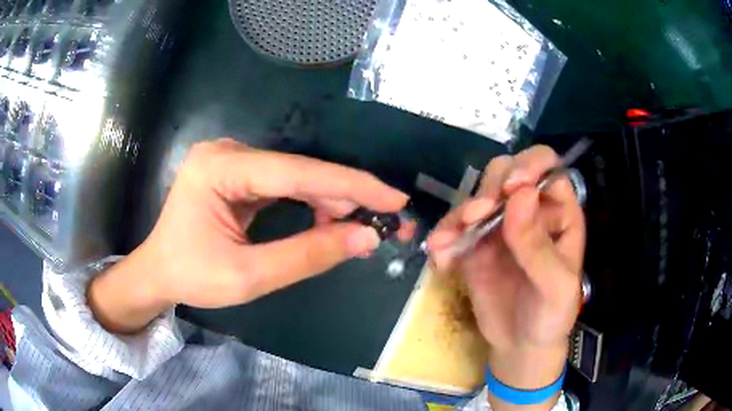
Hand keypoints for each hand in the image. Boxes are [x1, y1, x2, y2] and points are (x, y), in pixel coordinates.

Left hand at [88, 139, 411, 332]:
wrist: (158, 273)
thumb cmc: (192, 277)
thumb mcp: (248, 276)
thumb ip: (307, 256)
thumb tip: (366, 238)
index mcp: (219, 168)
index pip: (298, 172)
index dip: (351, 185)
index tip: (395, 199)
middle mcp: (227, 152)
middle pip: (300, 170)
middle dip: (344, 198)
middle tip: (381, 225)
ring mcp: (231, 159)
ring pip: (296, 176)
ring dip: (328, 203)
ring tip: (353, 231)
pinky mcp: (236, 172)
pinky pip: (283, 183)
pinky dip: (309, 203)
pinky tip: (326, 222)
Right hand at [428, 145, 584, 408]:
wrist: (520, 346)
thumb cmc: (551, 315)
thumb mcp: (555, 286)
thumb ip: (538, 245)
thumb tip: (520, 194)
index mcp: (558, 212)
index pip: (546, 167)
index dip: (529, 165)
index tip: (509, 188)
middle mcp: (529, 211)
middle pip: (505, 173)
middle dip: (488, 189)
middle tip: (474, 216)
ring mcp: (500, 227)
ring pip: (476, 197)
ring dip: (458, 214)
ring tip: (446, 242)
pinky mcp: (475, 246)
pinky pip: (456, 230)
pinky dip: (444, 238)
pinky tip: (441, 259)